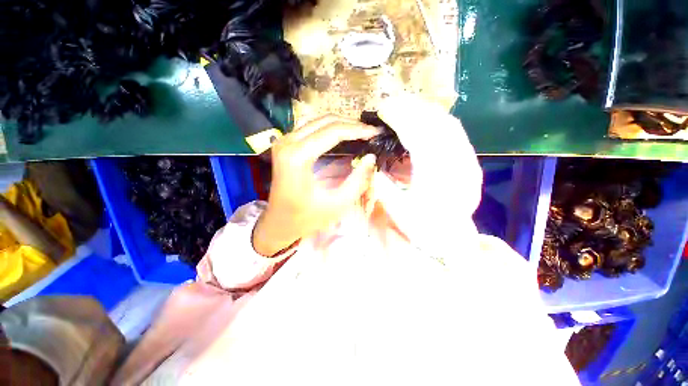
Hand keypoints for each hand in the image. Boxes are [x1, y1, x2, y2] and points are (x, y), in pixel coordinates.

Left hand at [252, 115, 380, 256]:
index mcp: (298, 157)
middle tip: (371, 132)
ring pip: (319, 120)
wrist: (278, 222)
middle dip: (352, 124)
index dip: (358, 130)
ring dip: (342, 124)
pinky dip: (330, 128)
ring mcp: (284, 141)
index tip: (376, 132)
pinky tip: (343, 136)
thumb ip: (357, 181)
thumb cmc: (306, 217)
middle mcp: (288, 142)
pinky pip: (311, 127)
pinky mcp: (285, 144)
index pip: (333, 132)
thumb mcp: (337, 204)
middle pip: (326, 121)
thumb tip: (371, 157)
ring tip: (361, 133)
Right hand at [374, 94, 482, 256]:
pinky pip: (454, 132)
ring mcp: (468, 161)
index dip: (401, 120)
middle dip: (412, 108)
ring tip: (404, 105)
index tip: (384, 110)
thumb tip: (374, 165)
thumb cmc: (424, 228)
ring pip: (448, 124)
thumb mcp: (399, 211)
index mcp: (438, 179)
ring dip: (424, 110)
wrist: (452, 238)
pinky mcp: (469, 160)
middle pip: (437, 125)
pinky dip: (436, 119)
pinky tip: (422, 117)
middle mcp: (458, 165)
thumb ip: (384, 187)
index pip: (420, 138)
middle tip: (391, 101)